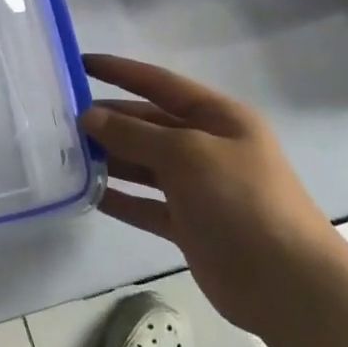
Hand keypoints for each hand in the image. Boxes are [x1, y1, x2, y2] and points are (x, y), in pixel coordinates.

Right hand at [78, 54, 342, 334]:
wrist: (288, 283)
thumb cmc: (241, 201)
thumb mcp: (186, 154)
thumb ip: (134, 133)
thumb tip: (89, 116)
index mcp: (218, 117)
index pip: (159, 83)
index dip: (120, 71)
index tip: (78, 63)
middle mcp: (207, 146)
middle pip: (148, 124)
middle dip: (108, 119)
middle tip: (59, 119)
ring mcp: (198, 187)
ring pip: (143, 163)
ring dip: (109, 158)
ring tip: (65, 154)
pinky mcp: (189, 224)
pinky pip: (145, 203)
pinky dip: (120, 198)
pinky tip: (87, 194)